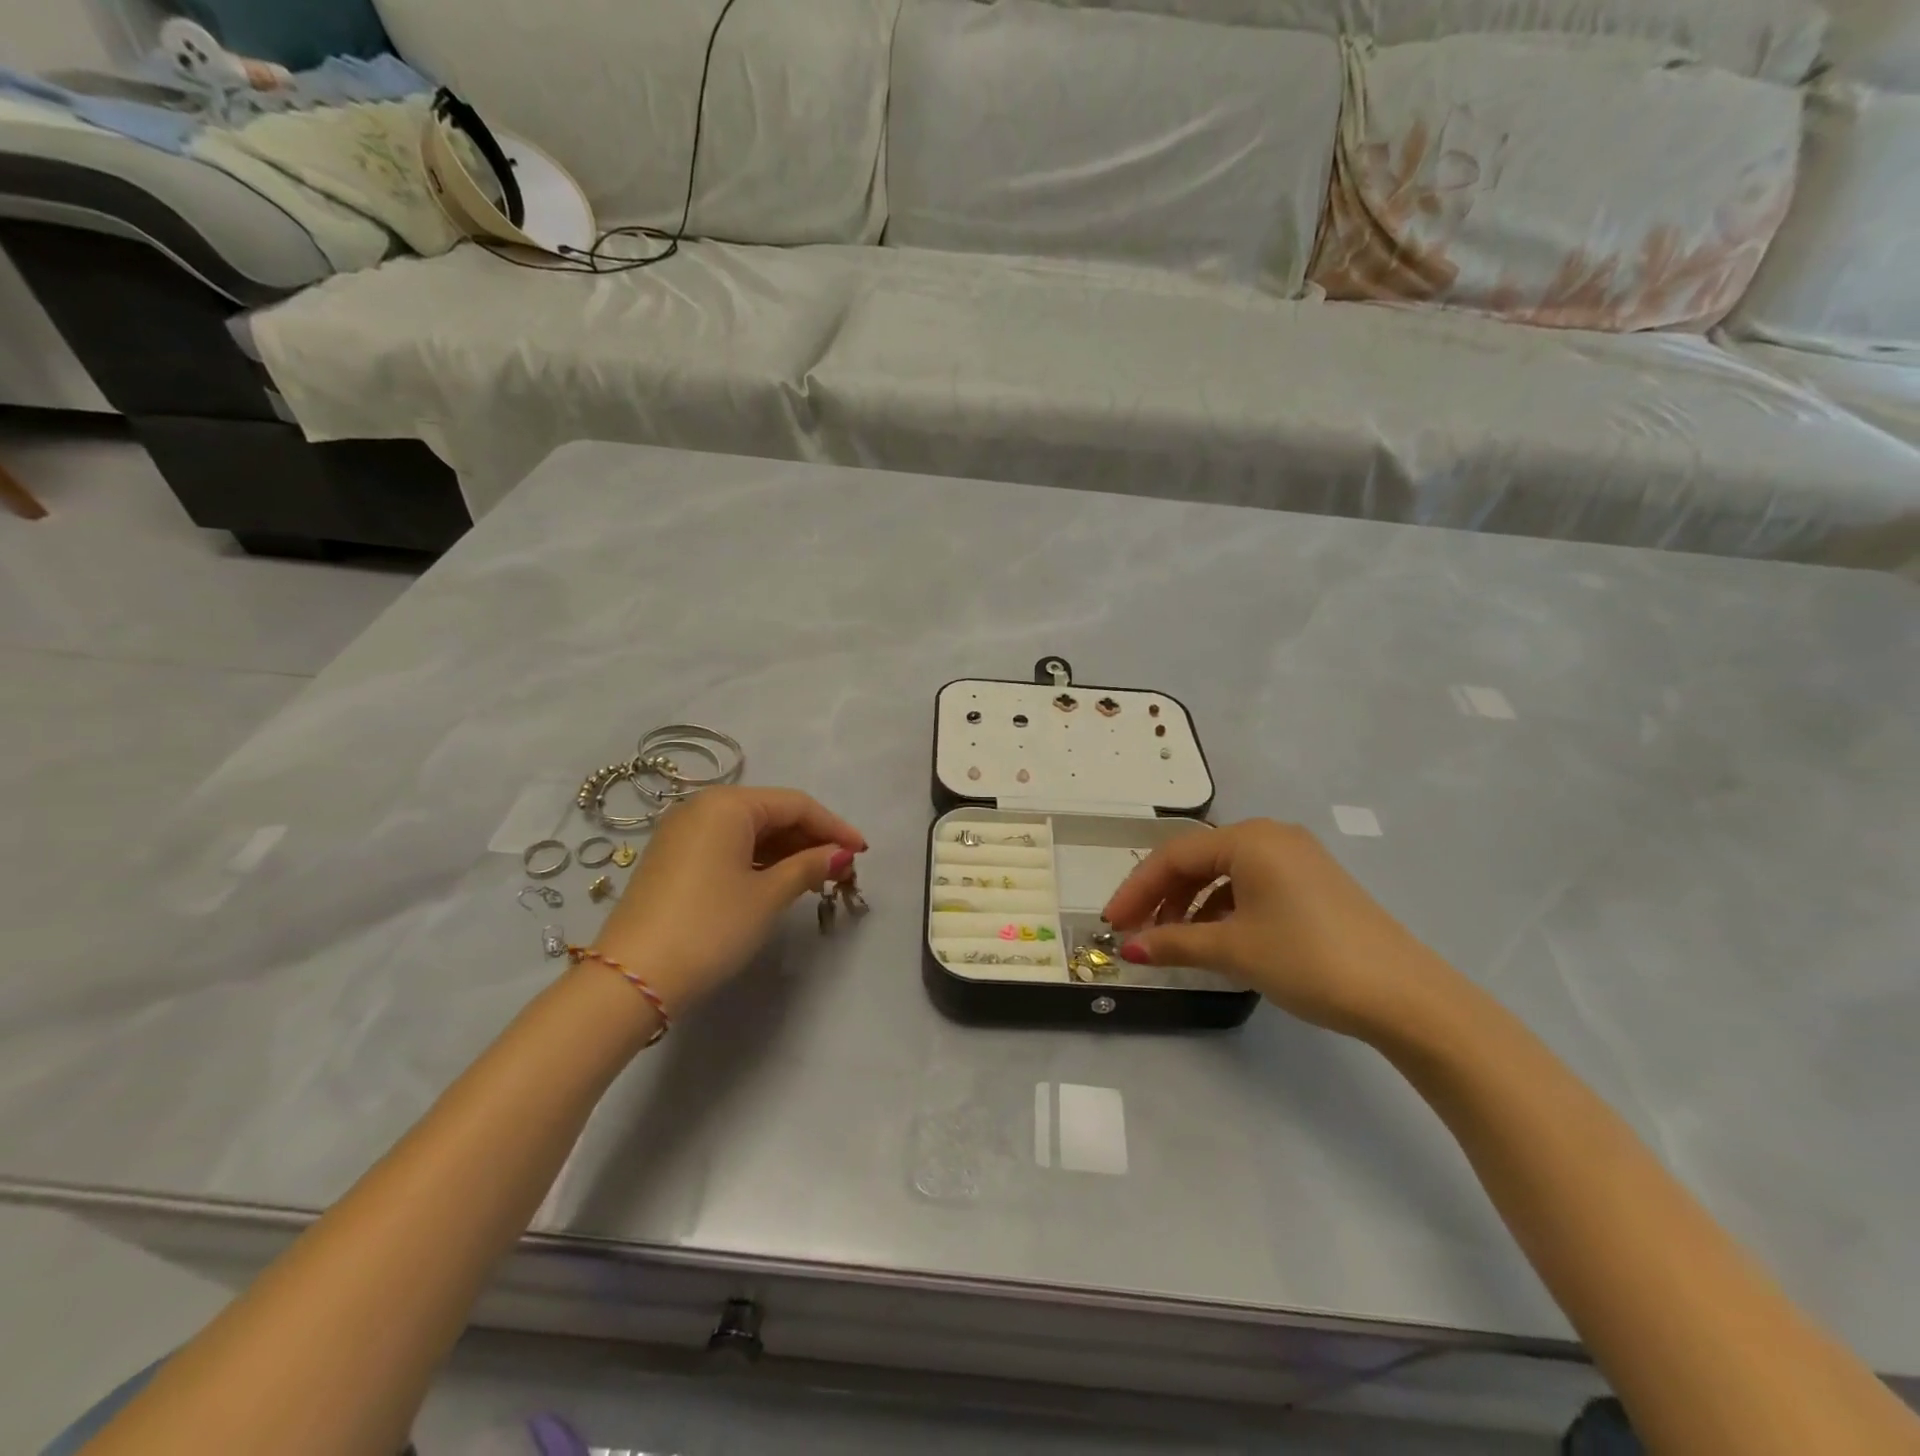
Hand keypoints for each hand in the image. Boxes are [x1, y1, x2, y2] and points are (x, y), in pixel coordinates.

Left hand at [592, 786, 865, 1014]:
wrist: (632, 978)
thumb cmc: (710, 927)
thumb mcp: (767, 896)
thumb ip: (809, 867)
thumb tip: (842, 854)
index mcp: (727, 804)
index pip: (796, 804)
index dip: (834, 827)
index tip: (864, 852)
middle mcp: (702, 807)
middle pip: (772, 813)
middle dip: (811, 839)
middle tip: (842, 870)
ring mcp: (683, 833)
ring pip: (750, 831)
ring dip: (787, 851)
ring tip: (817, 879)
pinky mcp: (673, 858)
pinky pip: (728, 846)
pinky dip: (758, 860)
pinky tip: (778, 881)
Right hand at [1102, 819, 1461, 1040]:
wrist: (1405, 996)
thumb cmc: (1309, 960)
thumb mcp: (1234, 950)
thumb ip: (1175, 943)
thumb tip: (1129, 948)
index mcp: (1249, 839)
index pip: (1173, 855)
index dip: (1136, 889)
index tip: (1111, 922)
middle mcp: (1271, 836)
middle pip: (1197, 860)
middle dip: (1161, 896)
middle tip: (1134, 932)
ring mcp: (1296, 858)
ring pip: (1223, 873)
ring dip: (1190, 904)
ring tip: (1171, 941)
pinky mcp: (1312, 883)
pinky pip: (1250, 885)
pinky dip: (1222, 908)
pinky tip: (1213, 938)